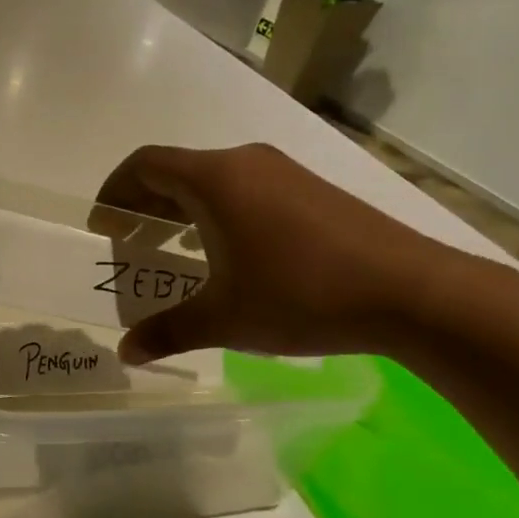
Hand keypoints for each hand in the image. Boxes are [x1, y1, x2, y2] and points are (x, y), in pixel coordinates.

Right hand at [93, 143, 454, 363]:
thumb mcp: (224, 319)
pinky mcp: (312, 190)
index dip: (114, 191)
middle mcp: (246, 164)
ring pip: (213, 180)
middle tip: (130, 244)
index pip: (145, 165)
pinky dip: (218, 213)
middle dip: (144, 205)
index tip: (102, 226)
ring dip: (182, 210)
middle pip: (176, 170)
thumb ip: (167, 331)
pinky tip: (227, 254)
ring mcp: (284, 173)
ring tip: (173, 251)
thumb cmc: (302, 295)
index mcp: (215, 180)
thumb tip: (126, 354)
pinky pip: (245, 190)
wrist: (415, 293)